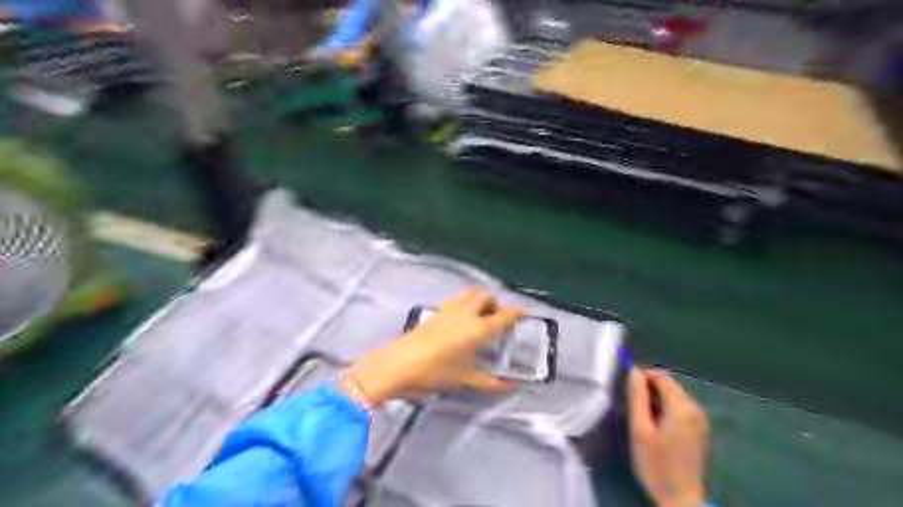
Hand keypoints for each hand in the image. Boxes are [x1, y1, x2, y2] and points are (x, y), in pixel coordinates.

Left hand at [346, 289, 530, 406]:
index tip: (526, 314)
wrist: (402, 362)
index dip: (518, 313)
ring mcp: (451, 309)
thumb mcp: (466, 378)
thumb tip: (511, 386)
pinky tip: (461, 318)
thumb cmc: (437, 371)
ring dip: (480, 299)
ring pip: (471, 293)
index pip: (505, 315)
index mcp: (479, 328)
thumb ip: (491, 382)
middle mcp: (467, 313)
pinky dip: (465, 302)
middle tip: (498, 318)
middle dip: (496, 303)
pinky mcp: (437, 310)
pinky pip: (457, 299)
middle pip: (487, 296)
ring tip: (480, 315)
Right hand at [629, 368, 711, 506]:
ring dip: (657, 400)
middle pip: (670, 387)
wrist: (681, 500)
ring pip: (675, 398)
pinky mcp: (700, 433)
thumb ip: (637, 397)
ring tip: (641, 416)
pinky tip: (655, 426)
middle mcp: (696, 410)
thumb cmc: (656, 465)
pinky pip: (681, 410)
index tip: (627, 389)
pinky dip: (666, 410)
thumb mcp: (640, 429)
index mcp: (682, 407)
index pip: (662, 377)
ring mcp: (700, 422)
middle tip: (632, 405)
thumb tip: (634, 372)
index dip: (643, 377)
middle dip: (650, 389)